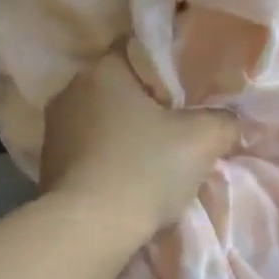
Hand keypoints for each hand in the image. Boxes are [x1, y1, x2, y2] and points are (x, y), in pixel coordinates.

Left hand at [40, 52, 237, 239]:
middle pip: (119, 85)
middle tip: (178, 121)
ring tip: (153, 153)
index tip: (189, 86)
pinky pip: (87, 146)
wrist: (88, 230)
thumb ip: (224, 120)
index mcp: (104, 69)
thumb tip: (231, 119)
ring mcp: (54, 126)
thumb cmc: (145, 170)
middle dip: (146, 101)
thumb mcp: (203, 140)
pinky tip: (126, 174)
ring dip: (124, 130)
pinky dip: (106, 154)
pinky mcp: (47, 160)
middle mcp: (71, 88)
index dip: (167, 64)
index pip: (138, 48)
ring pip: (101, 117)